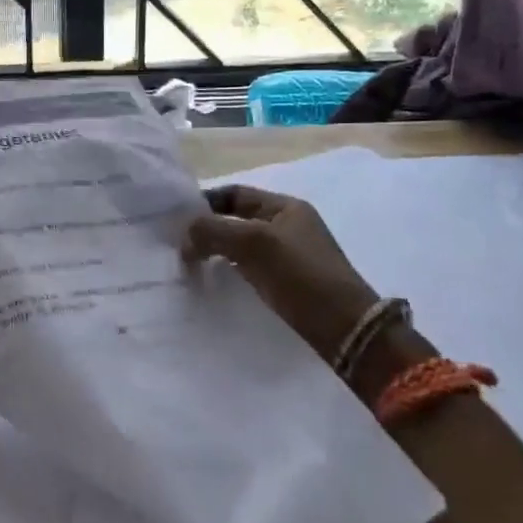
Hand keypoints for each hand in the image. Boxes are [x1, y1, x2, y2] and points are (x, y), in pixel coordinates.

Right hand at [182, 184, 381, 361]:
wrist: (346, 328)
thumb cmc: (302, 276)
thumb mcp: (255, 243)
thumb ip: (214, 231)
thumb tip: (185, 235)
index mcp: (286, 207)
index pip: (235, 193)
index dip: (205, 202)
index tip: (177, 219)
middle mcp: (287, 225)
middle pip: (236, 218)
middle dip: (208, 227)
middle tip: (178, 244)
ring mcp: (288, 255)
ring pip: (240, 243)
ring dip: (216, 249)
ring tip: (190, 263)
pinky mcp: (287, 282)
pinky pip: (248, 266)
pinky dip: (228, 268)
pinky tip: (213, 279)